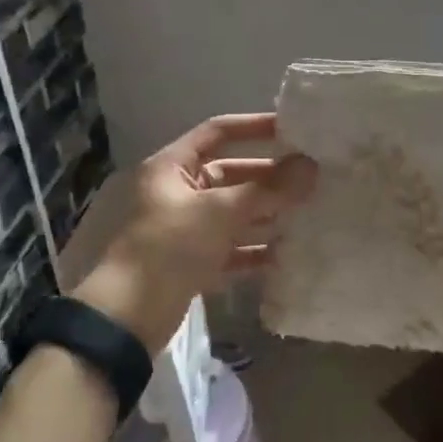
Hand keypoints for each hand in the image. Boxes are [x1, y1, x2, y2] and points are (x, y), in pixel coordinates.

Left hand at [70, 114, 315, 353]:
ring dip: (267, 214)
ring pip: (234, 212)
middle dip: (269, 178)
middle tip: (312, 179)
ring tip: (308, 214)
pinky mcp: (194, 262)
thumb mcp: (220, 212)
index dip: (254, 127)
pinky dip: (255, 249)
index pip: (217, 132)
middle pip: (231, 175)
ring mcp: (186, 228)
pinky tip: (286, 254)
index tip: (293, 130)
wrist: (130, 314)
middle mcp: (179, 192)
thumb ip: (268, 189)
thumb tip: (311, 166)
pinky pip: (232, 247)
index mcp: (173, 167)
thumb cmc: (171, 246)